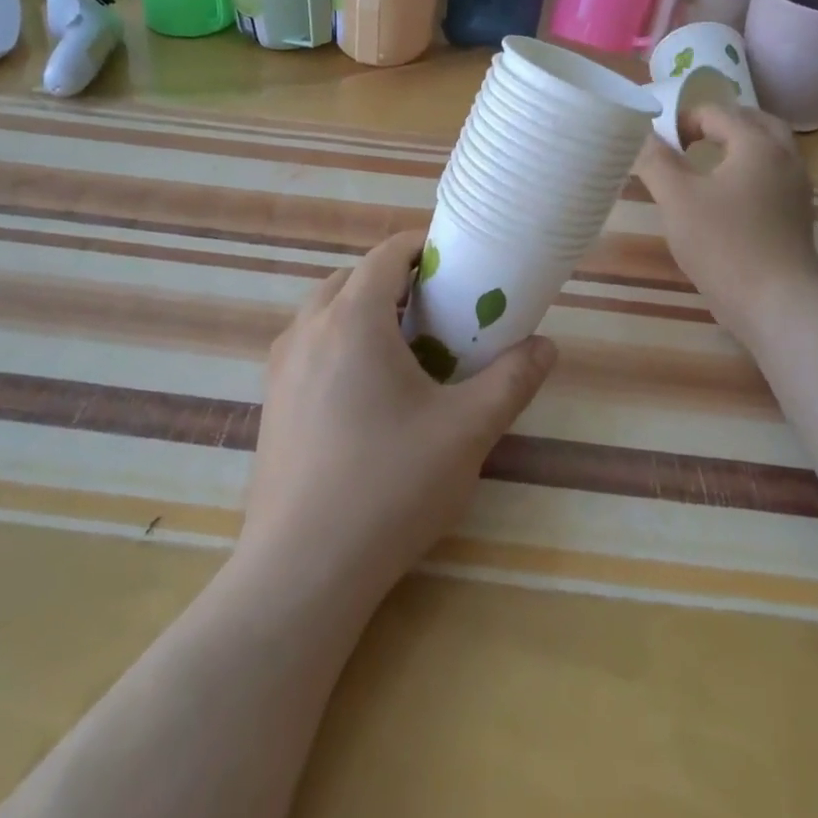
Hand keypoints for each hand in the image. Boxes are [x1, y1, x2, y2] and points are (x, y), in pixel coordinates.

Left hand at [239, 232, 556, 605]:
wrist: (301, 570)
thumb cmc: (389, 486)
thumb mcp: (466, 432)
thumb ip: (512, 381)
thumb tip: (546, 346)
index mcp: (352, 319)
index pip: (386, 254)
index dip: (422, 247)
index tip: (456, 262)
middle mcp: (308, 329)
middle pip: (354, 278)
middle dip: (397, 280)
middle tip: (439, 308)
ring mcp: (281, 365)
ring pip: (326, 311)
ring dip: (366, 310)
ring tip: (407, 347)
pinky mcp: (271, 400)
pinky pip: (310, 345)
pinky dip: (341, 340)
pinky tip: (369, 391)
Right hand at [635, 104, 817, 337]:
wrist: (776, 302)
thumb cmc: (723, 242)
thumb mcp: (676, 198)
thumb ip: (657, 161)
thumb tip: (643, 134)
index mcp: (757, 144)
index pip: (718, 112)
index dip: (685, 120)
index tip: (661, 144)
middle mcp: (785, 158)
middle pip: (754, 122)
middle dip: (721, 123)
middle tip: (689, 139)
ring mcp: (797, 189)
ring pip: (769, 150)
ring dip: (738, 146)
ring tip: (705, 163)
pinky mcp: (797, 216)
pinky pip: (773, 176)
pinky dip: (750, 171)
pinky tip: (725, 196)